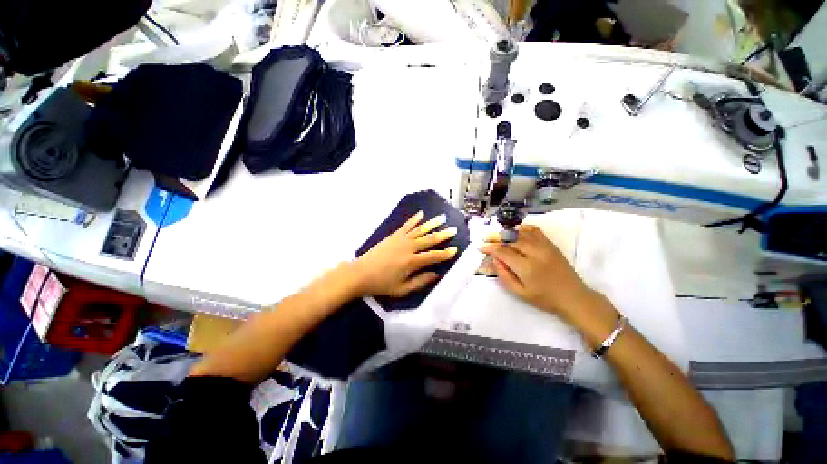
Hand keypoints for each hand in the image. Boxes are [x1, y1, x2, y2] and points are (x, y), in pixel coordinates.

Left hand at [352, 211, 457, 297]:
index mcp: (412, 262)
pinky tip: (421, 214)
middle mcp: (409, 247)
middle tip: (454, 229)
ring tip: (442, 218)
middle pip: (429, 239)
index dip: (445, 253)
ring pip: (420, 230)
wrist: (360, 273)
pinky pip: (406, 225)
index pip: (433, 256)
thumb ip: (420, 281)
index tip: (455, 249)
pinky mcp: (393, 235)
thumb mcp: (402, 289)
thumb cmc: (381, 284)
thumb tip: (436, 275)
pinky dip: (414, 219)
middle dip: (443, 235)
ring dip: (432, 223)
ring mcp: (401, 239)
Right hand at [480, 224, 594, 321]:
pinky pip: (536, 231)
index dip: (490, 249)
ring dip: (508, 233)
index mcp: (526, 268)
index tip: (482, 247)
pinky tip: (517, 231)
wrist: (573, 297)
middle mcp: (535, 253)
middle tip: (487, 239)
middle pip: (511, 240)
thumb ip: (504, 276)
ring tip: (499, 235)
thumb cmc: (544, 298)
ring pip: (522, 233)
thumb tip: (495, 260)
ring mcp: (545, 247)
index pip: (503, 252)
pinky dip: (524, 228)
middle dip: (496, 238)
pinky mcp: (551, 245)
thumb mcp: (520, 293)